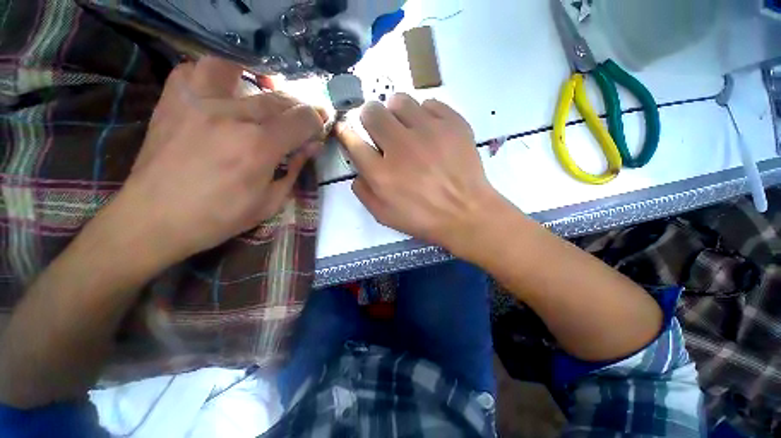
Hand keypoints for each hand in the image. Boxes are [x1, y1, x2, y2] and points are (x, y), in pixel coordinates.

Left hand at [112, 57, 325, 270]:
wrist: (155, 219)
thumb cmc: (219, 217)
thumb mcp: (270, 202)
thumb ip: (295, 170)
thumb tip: (311, 147)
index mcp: (259, 147)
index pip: (302, 119)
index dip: (317, 122)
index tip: (318, 129)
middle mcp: (232, 116)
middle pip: (278, 98)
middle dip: (297, 109)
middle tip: (299, 122)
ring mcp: (198, 103)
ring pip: (237, 71)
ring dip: (257, 83)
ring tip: (261, 96)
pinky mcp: (173, 102)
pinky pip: (194, 70)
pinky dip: (214, 74)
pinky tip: (222, 90)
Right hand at [337, 94, 501, 254]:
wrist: (466, 213)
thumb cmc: (423, 218)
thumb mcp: (384, 215)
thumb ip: (364, 192)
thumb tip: (358, 171)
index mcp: (382, 174)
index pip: (353, 141)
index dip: (346, 133)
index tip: (347, 130)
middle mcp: (401, 147)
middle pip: (372, 112)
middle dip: (371, 119)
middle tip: (382, 132)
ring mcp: (428, 132)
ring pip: (399, 101)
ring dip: (397, 113)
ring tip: (407, 129)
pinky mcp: (453, 124)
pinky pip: (430, 103)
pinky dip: (425, 115)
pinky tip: (431, 131)